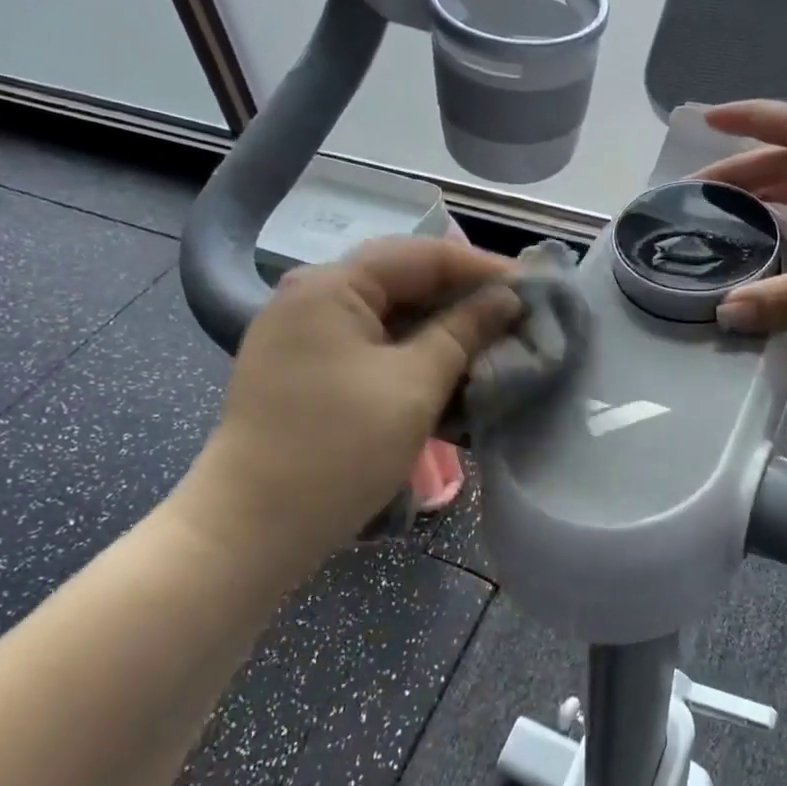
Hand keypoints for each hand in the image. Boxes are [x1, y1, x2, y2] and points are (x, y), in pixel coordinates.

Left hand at [172, 238, 520, 574]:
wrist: (252, 530)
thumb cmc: (338, 450)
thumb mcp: (414, 385)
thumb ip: (464, 331)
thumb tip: (508, 298)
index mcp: (331, 285)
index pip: (422, 254)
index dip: (483, 268)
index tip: (534, 289)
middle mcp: (312, 296)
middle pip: (403, 280)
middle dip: (464, 298)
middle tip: (518, 316)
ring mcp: (304, 334)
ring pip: (389, 314)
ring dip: (441, 328)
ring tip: (492, 343)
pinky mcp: (306, 369)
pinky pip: (371, 344)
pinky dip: (412, 353)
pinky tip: (448, 370)